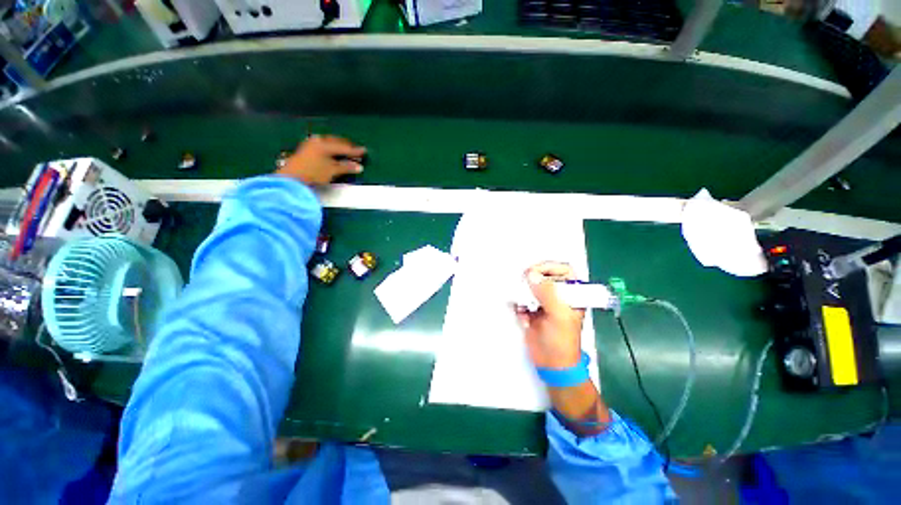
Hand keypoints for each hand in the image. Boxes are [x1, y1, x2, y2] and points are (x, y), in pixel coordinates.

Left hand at [276, 135, 366, 185]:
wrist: (291, 178)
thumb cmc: (313, 172)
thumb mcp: (333, 170)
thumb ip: (346, 167)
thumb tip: (359, 167)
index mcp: (325, 144)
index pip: (344, 146)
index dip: (355, 150)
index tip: (364, 151)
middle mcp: (317, 141)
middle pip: (335, 142)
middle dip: (346, 146)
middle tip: (355, 150)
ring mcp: (310, 145)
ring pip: (328, 144)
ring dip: (338, 147)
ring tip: (345, 152)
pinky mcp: (305, 151)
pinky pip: (322, 147)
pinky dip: (330, 150)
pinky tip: (332, 154)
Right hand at [515, 262, 585, 368]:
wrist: (551, 364)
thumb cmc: (562, 340)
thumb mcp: (559, 315)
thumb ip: (547, 293)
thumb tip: (531, 275)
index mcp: (572, 294)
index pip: (564, 270)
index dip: (550, 267)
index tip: (534, 271)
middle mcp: (558, 295)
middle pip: (544, 276)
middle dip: (533, 279)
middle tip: (523, 282)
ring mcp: (543, 303)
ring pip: (531, 287)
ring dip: (523, 292)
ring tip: (522, 302)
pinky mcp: (531, 310)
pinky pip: (521, 299)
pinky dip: (518, 304)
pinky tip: (522, 316)